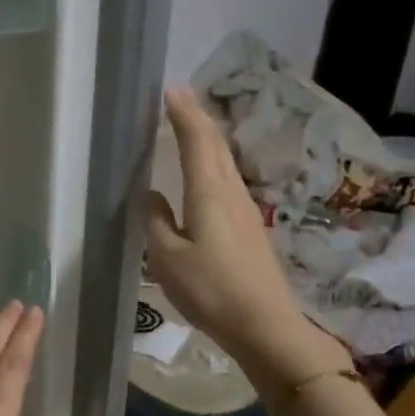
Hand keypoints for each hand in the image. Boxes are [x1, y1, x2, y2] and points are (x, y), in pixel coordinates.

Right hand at [144, 87, 348, 391]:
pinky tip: (205, 174)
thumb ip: (155, 221)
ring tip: (189, 128)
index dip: (183, 114)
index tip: (170, 90)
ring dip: (207, 140)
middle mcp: (231, 194)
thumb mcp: (167, 258)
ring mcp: (246, 211)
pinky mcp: (249, 228)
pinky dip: (213, 164)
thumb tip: (150, 195)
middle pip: (217, 146)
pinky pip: (227, 182)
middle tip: (179, 99)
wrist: (264, 325)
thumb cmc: (210, 290)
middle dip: (198, 119)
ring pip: (225, 163)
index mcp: (209, 194)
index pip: (197, 142)